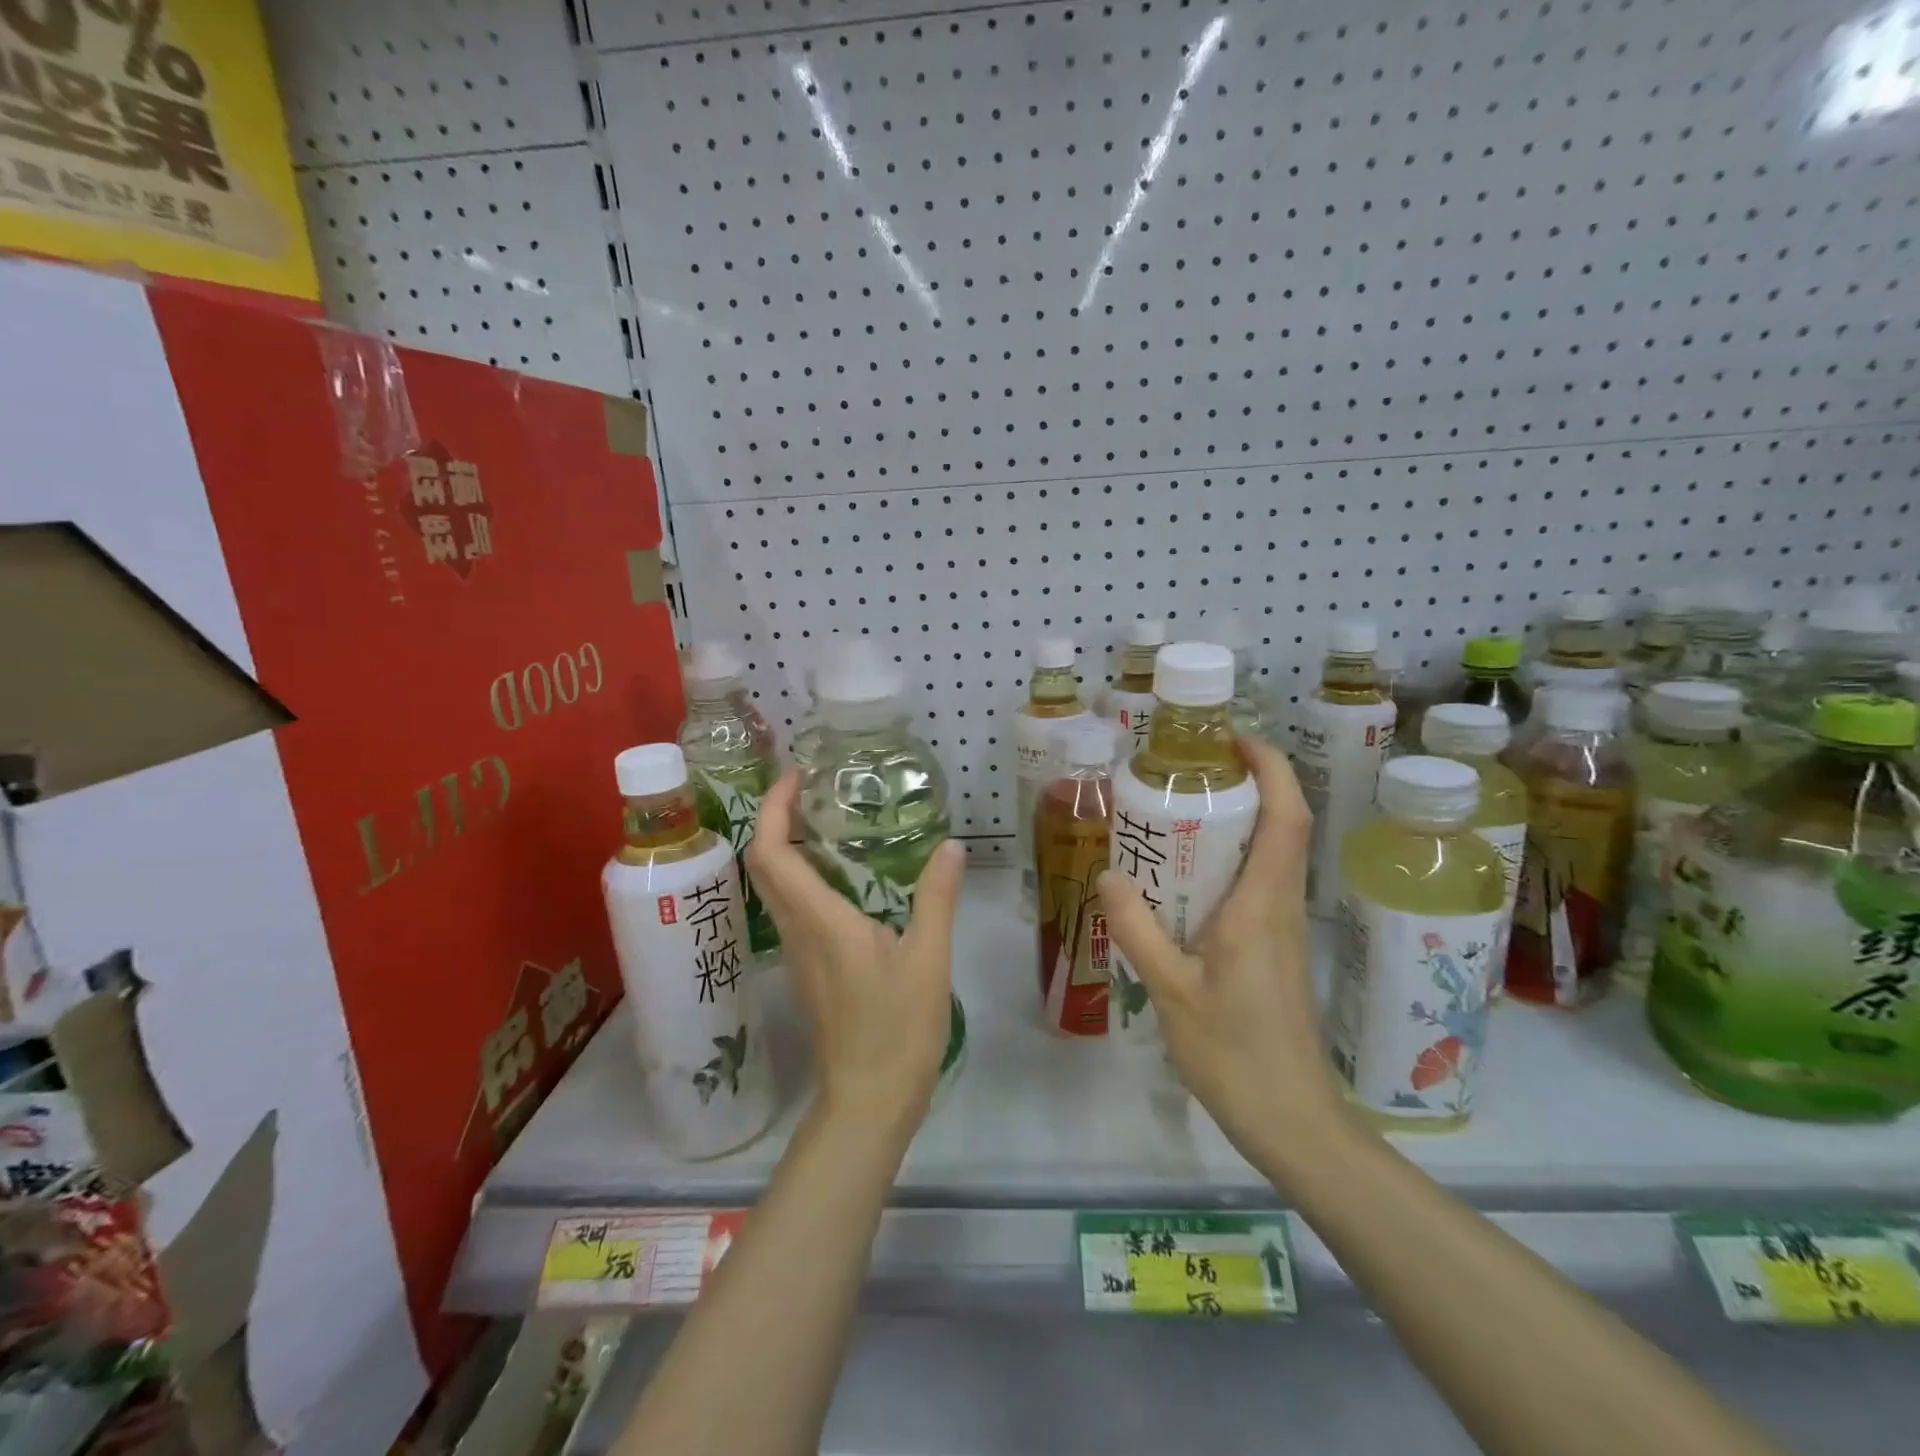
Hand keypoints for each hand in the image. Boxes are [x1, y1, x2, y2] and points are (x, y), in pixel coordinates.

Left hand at [747, 774, 964, 1134]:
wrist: (867, 1101)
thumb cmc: (897, 1030)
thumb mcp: (928, 959)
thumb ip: (937, 898)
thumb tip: (951, 846)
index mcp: (818, 920)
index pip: (771, 853)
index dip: (774, 809)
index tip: (796, 777)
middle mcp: (795, 930)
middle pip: (764, 864)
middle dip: (777, 818)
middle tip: (814, 789)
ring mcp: (797, 952)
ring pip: (775, 886)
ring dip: (788, 846)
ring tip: (831, 821)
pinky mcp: (808, 968)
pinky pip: (793, 908)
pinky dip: (804, 876)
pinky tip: (845, 875)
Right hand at [1097, 737, 1343, 1170]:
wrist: (1292, 1119)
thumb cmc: (1235, 1052)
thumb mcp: (1171, 989)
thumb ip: (1137, 928)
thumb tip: (1107, 874)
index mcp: (1262, 904)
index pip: (1286, 817)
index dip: (1271, 768)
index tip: (1233, 740)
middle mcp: (1280, 905)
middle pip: (1282, 825)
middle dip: (1247, 785)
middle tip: (1188, 770)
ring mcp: (1282, 927)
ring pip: (1271, 854)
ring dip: (1238, 821)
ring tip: (1178, 812)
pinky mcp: (1275, 948)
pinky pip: (1258, 884)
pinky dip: (1230, 860)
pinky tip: (1184, 878)